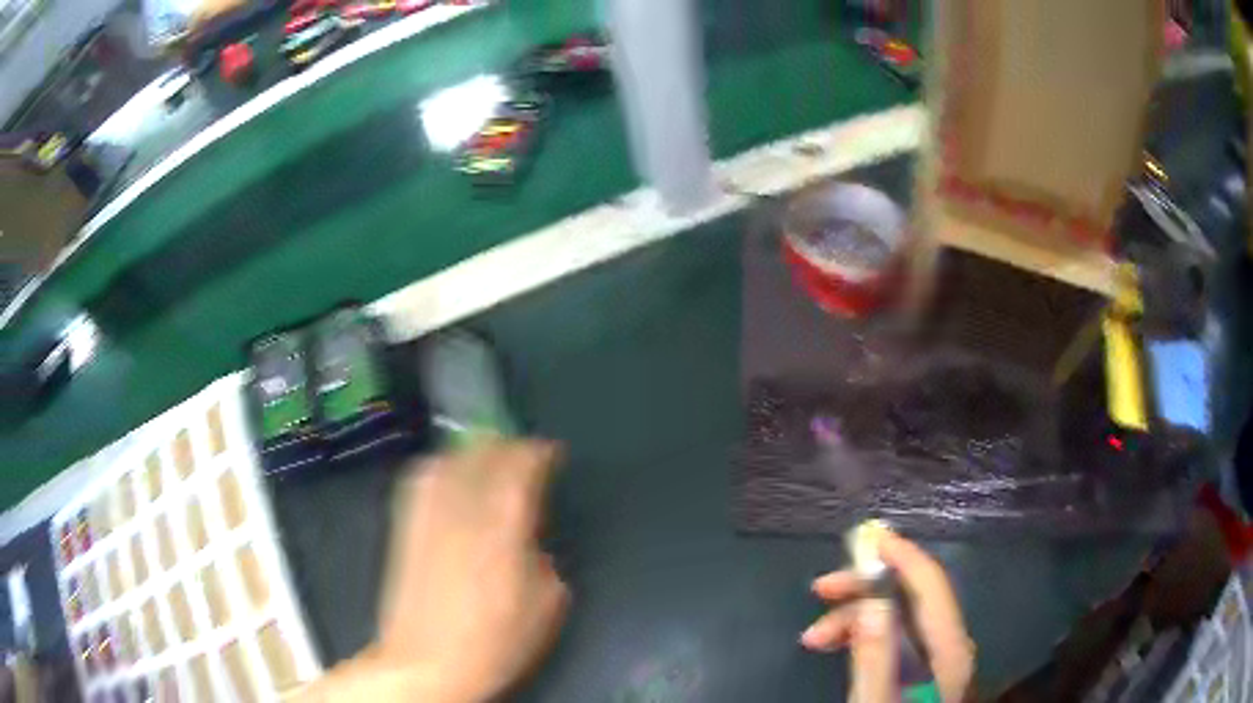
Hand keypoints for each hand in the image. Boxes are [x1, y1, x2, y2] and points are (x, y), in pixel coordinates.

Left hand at [299, 440, 568, 701]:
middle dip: (508, 447)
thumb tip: (533, 542)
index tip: (552, 454)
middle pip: (484, 454)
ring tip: (489, 459)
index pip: (521, 467)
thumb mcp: (545, 605)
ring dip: (474, 452)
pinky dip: (441, 467)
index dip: (539, 453)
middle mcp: (463, 511)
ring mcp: (428, 516)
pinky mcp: (405, 527)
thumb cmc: (494, 641)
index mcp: (503, 529)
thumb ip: (545, 560)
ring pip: (450, 459)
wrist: (426, 662)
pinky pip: (422, 480)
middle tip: (525, 457)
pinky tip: (449, 476)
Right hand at [800, 529, 973, 702]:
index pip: (930, 585)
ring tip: (813, 638)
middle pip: (912, 596)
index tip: (866, 538)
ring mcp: (934, 657)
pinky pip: (893, 636)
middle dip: (865, 587)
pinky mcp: (919, 669)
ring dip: (857, 615)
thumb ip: (877, 658)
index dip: (902, 555)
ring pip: (898, 616)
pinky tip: (838, 644)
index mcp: (947, 648)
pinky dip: (864, 633)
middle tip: (819, 590)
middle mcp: (947, 644)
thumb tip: (872, 604)